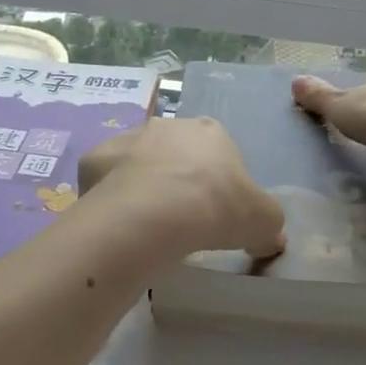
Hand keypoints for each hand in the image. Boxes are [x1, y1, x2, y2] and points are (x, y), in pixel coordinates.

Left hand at [79, 118, 285, 261]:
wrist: (153, 214)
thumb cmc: (216, 208)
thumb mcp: (263, 221)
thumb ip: (269, 225)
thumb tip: (270, 239)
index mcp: (210, 132)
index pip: (218, 152)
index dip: (218, 183)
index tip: (215, 213)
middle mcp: (168, 125)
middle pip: (175, 153)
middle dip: (178, 179)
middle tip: (181, 219)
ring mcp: (128, 138)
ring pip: (138, 162)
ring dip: (143, 184)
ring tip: (147, 224)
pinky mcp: (95, 157)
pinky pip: (106, 178)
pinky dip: (111, 195)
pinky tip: (118, 222)